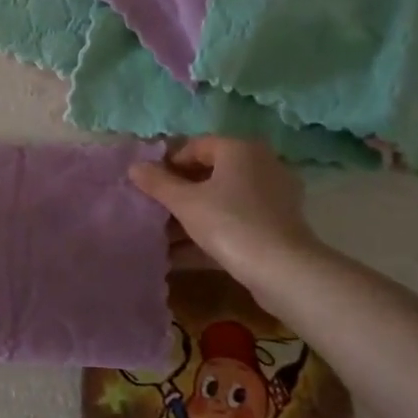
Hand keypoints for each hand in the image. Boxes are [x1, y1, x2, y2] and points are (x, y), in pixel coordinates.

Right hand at [129, 139, 323, 290]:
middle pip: (210, 173)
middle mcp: (261, 165)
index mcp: (240, 150)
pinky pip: (235, 221)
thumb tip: (134, 167)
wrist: (283, 271)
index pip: (195, 146)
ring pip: (222, 200)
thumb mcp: (185, 202)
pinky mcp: (277, 225)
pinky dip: (211, 231)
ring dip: (192, 215)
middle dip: (179, 192)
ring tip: (164, 235)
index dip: (167, 164)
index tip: (148, 186)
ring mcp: (272, 197)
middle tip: (154, 210)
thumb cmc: (229, 223)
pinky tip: (184, 253)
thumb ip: (157, 183)